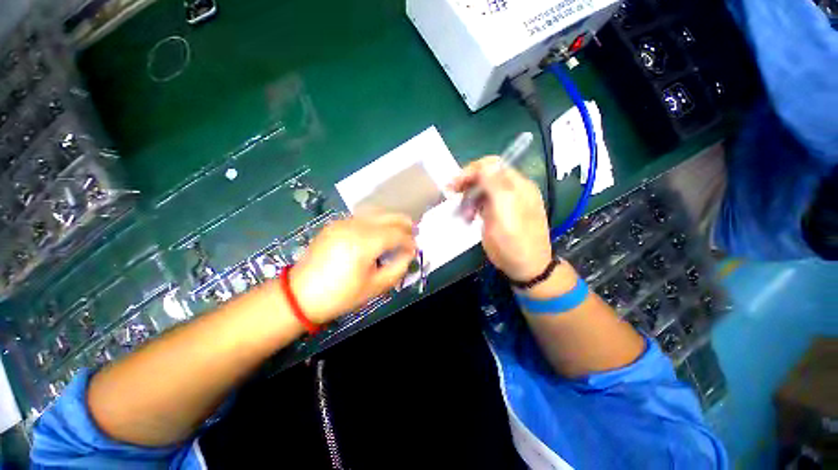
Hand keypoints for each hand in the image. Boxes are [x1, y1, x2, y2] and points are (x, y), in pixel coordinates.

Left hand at [288, 213, 416, 323]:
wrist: (300, 295)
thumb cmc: (340, 295)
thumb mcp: (375, 287)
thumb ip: (398, 268)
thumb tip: (408, 254)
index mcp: (364, 243)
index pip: (396, 234)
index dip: (409, 241)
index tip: (414, 250)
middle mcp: (354, 226)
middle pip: (388, 216)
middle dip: (404, 223)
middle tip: (414, 232)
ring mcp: (343, 222)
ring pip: (376, 213)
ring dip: (391, 220)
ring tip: (400, 230)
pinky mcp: (335, 224)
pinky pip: (362, 217)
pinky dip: (376, 222)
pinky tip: (379, 232)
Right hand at [450, 156, 552, 281]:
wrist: (525, 267)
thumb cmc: (515, 241)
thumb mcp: (506, 212)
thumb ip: (496, 186)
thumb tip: (487, 163)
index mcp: (517, 186)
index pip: (493, 165)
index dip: (472, 170)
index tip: (455, 183)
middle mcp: (511, 190)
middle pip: (485, 176)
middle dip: (467, 183)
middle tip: (451, 192)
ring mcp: (503, 203)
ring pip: (481, 190)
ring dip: (468, 198)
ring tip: (463, 213)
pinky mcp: (496, 214)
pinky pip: (480, 203)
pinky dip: (471, 207)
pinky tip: (467, 217)